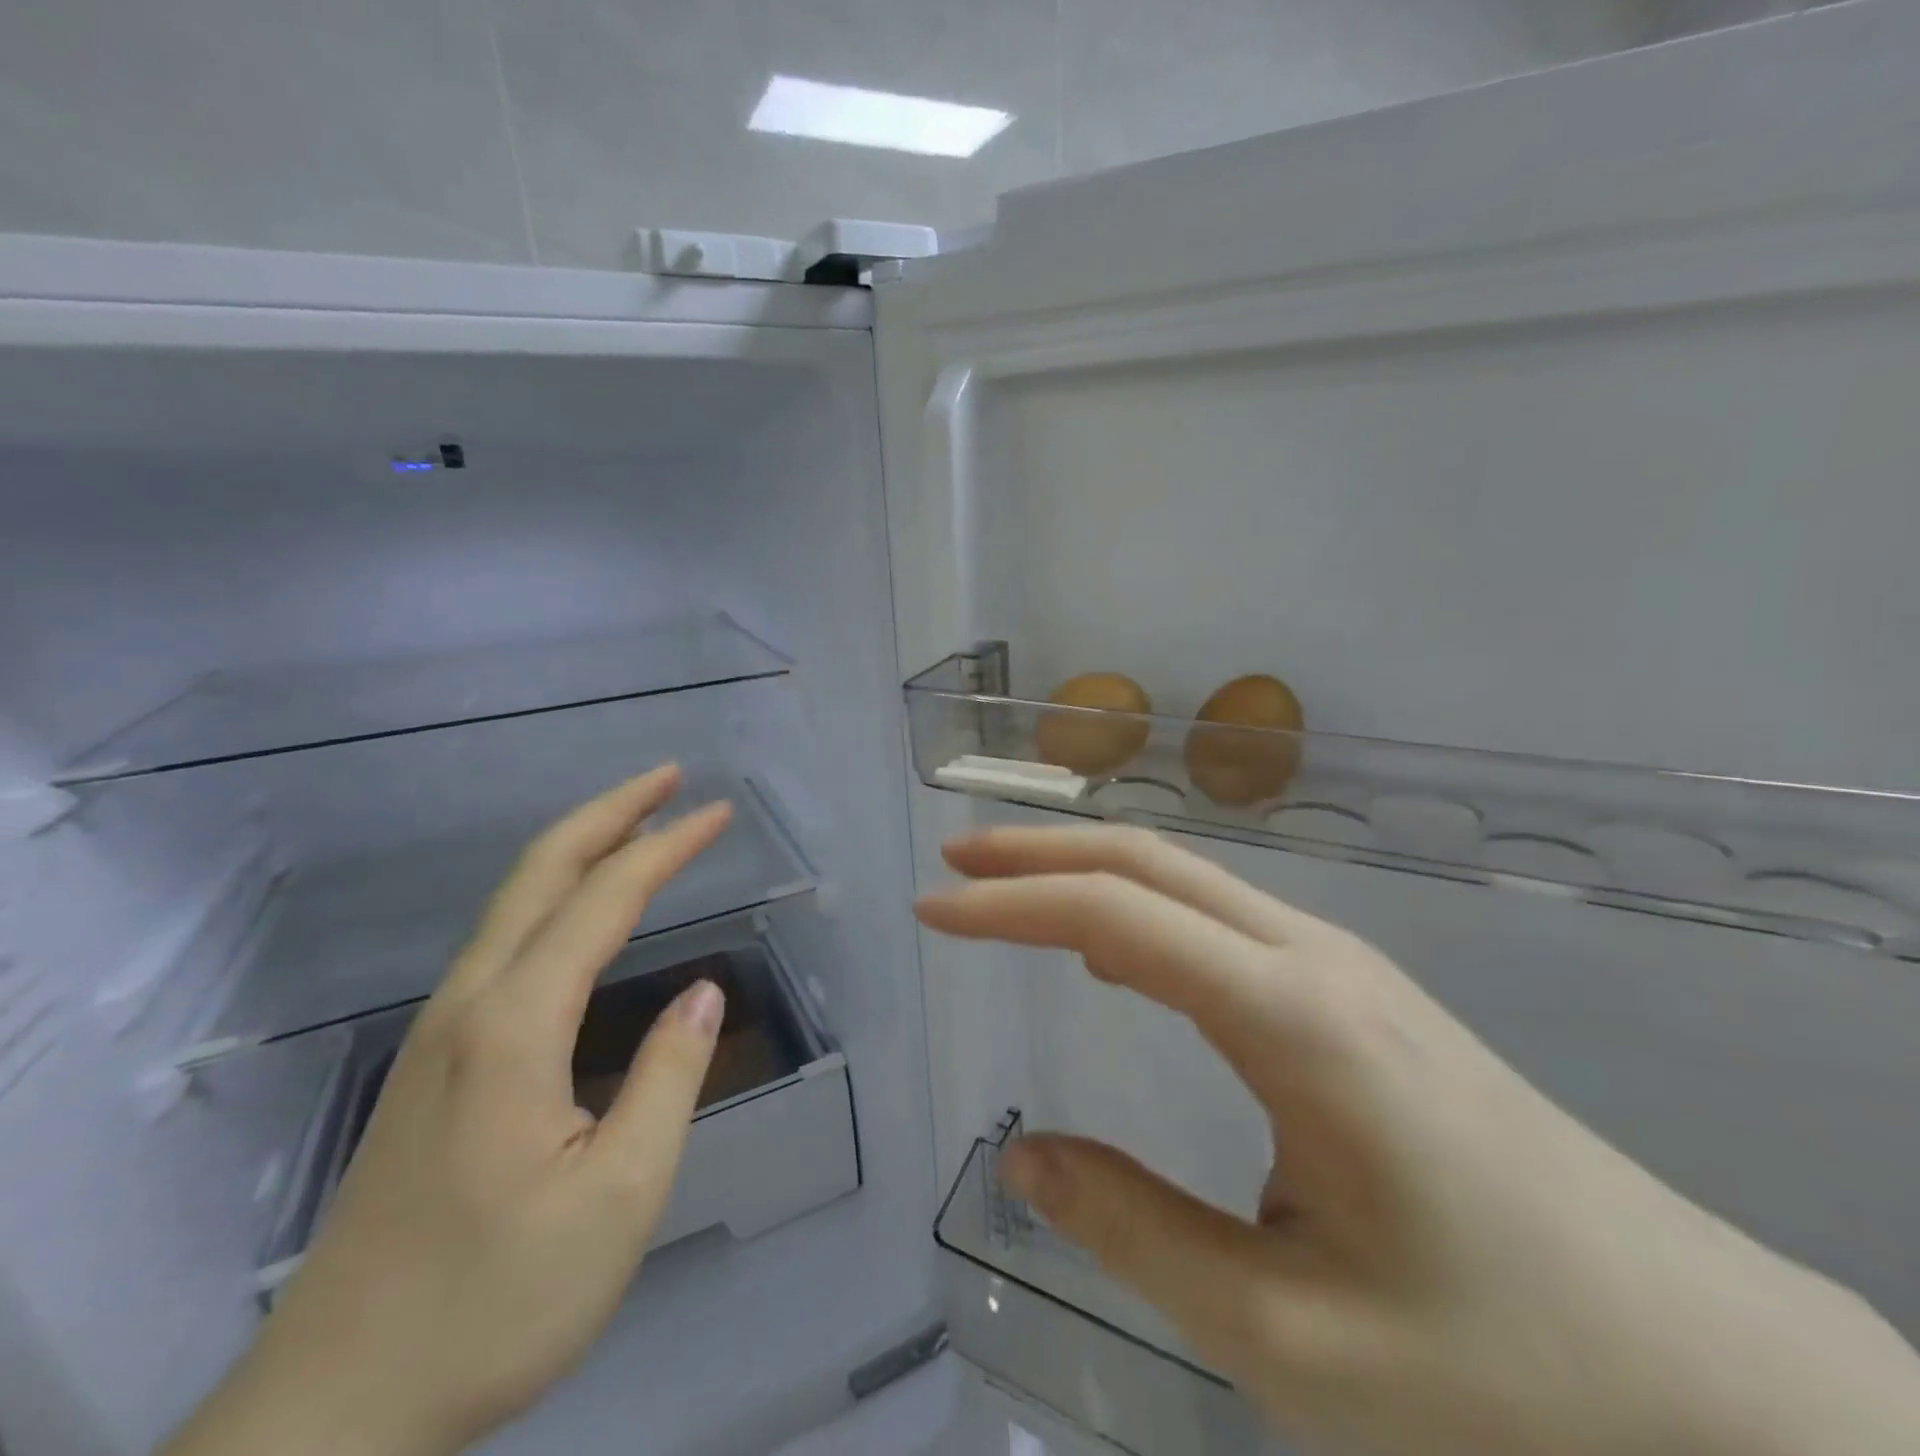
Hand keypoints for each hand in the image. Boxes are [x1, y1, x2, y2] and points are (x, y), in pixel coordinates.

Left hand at [164, 765, 733, 1455]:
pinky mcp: (433, 1064)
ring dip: (580, 849)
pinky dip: (555, 896)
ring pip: (513, 905)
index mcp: (515, 1025)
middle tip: (669, 779)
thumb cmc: (493, 1303)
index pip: (604, 899)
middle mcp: (470, 1006)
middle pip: (540, 873)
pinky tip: (579, 914)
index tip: (718, 813)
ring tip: (639, 828)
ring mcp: (440, 1033)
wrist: (333, 1413)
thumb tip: (699, 996)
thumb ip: (667, 1080)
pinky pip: (504, 943)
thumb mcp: (618, 1198)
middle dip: (610, 812)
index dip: (667, 847)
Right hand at [917, 825, 1919, 1455]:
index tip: (932, 909)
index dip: (1010, 905)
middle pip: (1150, 862)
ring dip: (1089, 871)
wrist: (1723, 1384)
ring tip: (1007, 892)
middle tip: (955, 863)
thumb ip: (1138, 1234)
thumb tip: (1025, 1156)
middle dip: (1040, 852)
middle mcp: (1313, 959)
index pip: (1115, 916)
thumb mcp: (1294, 1338)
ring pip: (1188, 880)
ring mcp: (1343, 967)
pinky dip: (1140, 908)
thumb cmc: (1510, 1379)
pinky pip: (1221, 919)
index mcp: (1293, 1017)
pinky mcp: (1357, 994)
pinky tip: (1111, 946)